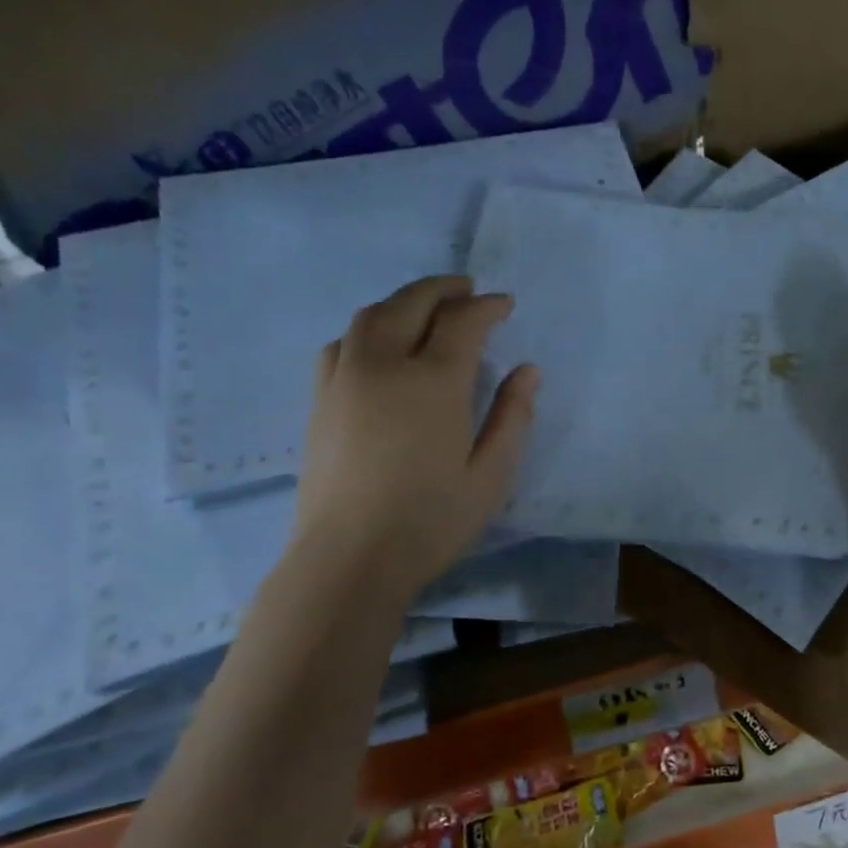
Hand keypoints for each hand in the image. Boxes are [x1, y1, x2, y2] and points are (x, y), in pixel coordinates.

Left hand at [291, 276, 536, 599]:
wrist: (349, 558)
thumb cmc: (431, 520)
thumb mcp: (491, 475)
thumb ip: (512, 417)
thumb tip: (528, 371)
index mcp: (434, 382)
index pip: (462, 322)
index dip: (487, 307)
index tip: (505, 304)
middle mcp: (385, 365)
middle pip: (411, 303)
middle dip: (443, 289)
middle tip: (467, 290)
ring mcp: (345, 378)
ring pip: (371, 316)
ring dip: (403, 301)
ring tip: (426, 309)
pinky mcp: (319, 399)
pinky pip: (343, 343)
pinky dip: (368, 329)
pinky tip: (379, 346)